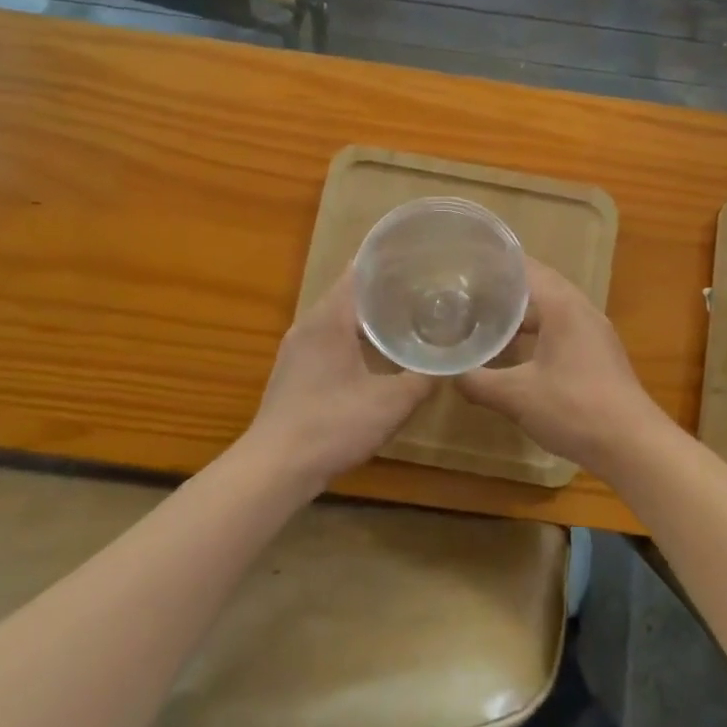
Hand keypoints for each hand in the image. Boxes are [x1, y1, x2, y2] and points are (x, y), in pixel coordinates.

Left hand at [243, 269, 436, 490]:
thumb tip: (450, 361)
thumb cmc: (333, 426)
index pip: (359, 272)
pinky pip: (330, 339)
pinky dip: (355, 337)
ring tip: (408, 318)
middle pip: (350, 293)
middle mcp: (309, 324)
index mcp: (330, 319)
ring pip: (340, 318)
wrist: (275, 468)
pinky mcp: (295, 370)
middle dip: (386, 289)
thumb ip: (424, 378)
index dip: (389, 262)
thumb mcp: (391, 403)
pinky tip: (378, 354)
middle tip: (425, 289)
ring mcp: (298, 348)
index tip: (421, 258)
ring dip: (370, 316)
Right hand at [459, 258, 672, 473]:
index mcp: (563, 306)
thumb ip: (478, 381)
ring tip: (485, 318)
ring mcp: (594, 332)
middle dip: (504, 287)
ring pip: (551, 309)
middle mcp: (581, 310)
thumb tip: (448, 374)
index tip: (463, 265)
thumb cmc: (574, 409)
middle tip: (466, 291)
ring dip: (521, 312)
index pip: (525, 268)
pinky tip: (516, 351)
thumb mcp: (516, 396)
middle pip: (539, 285)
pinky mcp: (598, 353)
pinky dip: (537, 331)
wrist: (632, 444)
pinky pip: (561, 328)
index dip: (494, 264)